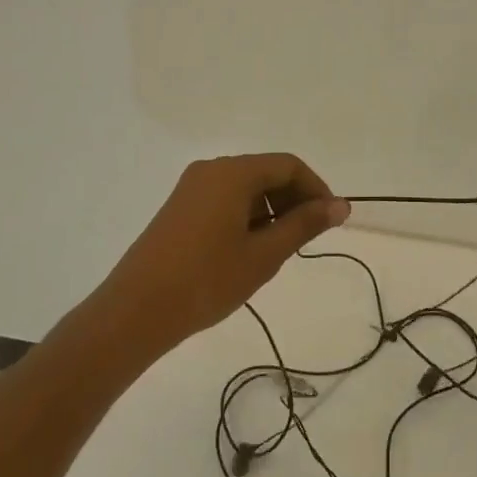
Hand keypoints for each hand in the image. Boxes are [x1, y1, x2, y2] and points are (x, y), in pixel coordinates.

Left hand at [92, 153, 348, 356]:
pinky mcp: (179, 208)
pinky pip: (225, 200)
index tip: (330, 222)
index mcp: (232, 173)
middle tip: (305, 240)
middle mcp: (211, 170)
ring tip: (276, 251)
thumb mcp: (264, 254)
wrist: (135, 311)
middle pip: (266, 172)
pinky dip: (247, 216)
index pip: (288, 165)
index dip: (316, 189)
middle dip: (293, 200)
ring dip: (270, 210)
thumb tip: (341, 205)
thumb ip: (304, 225)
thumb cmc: (207, 281)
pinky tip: (247, 252)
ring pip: (245, 187)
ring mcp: (191, 188)